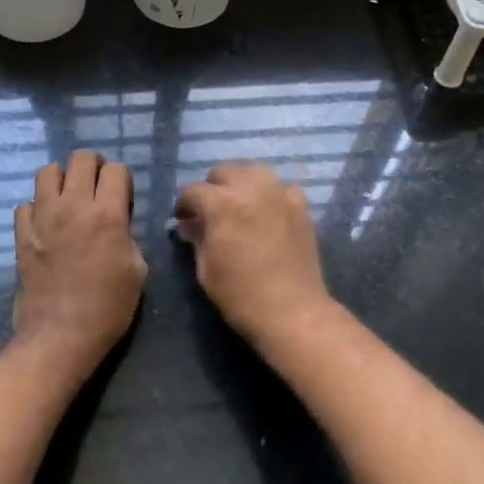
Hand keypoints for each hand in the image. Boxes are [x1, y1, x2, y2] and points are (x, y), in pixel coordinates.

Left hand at [14, 152, 147, 372]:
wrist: (61, 334)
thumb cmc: (108, 307)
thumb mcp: (137, 270)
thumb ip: (128, 236)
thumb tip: (117, 224)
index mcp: (107, 214)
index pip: (116, 169)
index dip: (123, 179)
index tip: (123, 196)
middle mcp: (73, 206)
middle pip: (81, 159)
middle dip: (94, 166)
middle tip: (97, 186)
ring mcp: (43, 218)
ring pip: (47, 171)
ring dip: (62, 178)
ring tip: (69, 197)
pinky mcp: (22, 234)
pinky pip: (26, 204)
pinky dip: (38, 208)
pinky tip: (47, 224)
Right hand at [174, 164, 335, 350]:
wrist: (292, 311)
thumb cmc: (241, 295)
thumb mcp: (206, 269)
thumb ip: (196, 238)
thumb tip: (188, 225)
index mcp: (222, 203)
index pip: (193, 191)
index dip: (183, 206)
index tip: (183, 220)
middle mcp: (251, 189)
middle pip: (224, 173)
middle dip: (212, 189)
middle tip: (210, 213)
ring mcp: (279, 195)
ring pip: (254, 171)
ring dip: (241, 183)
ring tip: (238, 205)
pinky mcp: (300, 207)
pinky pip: (282, 188)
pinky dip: (272, 194)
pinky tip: (269, 212)